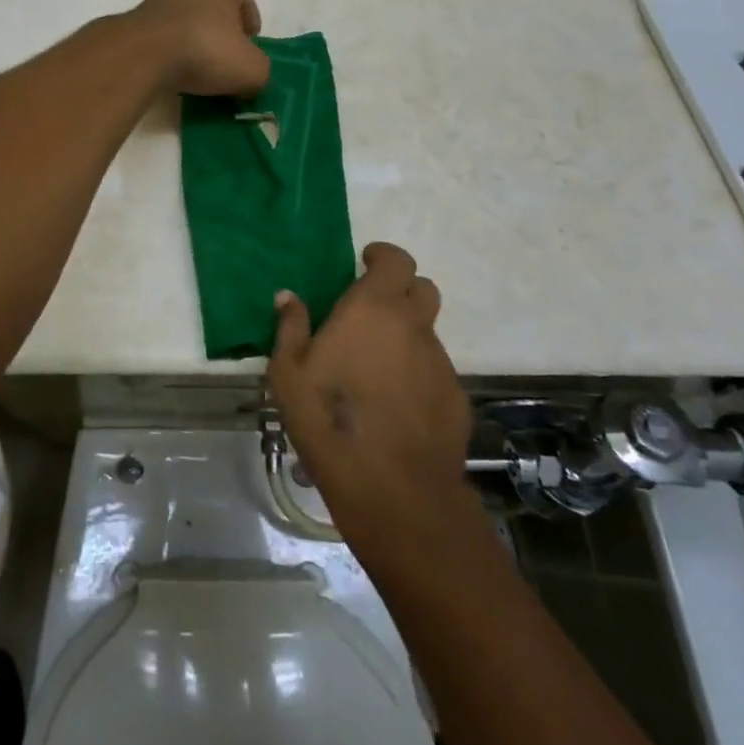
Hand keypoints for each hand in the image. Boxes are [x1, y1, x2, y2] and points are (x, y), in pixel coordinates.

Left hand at [127, 0, 270, 96]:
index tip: (249, 43)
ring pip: (184, 12)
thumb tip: (252, 79)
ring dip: (192, 32)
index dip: (250, 18)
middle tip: (224, 50)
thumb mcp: (251, 70)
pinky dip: (169, 44)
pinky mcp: (137, 16)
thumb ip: (260, 72)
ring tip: (196, 62)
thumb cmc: (205, 52)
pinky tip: (171, 65)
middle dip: (219, 22)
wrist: (143, 54)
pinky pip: (162, 29)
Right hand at [269, 243, 470, 536]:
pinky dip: (417, 373)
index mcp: (374, 308)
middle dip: (401, 290)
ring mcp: (439, 362)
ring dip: (407, 335)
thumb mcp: (288, 372)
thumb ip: (291, 327)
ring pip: (427, 332)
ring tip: (377, 366)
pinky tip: (395, 403)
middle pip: (423, 288)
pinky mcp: (455, 397)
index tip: (365, 263)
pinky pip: (435, 370)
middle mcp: (413, 326)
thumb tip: (288, 296)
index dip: (383, 256)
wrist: (392, 488)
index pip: (397, 260)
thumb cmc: (328, 418)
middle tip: (373, 310)